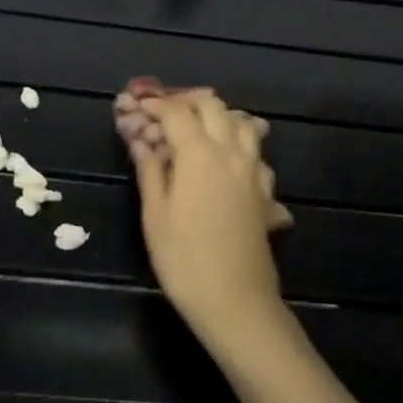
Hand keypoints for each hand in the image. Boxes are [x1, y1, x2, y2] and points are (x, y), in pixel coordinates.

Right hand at [131, 90, 285, 340]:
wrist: (236, 301)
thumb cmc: (184, 261)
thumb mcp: (155, 216)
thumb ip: (150, 171)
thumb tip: (141, 141)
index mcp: (199, 154)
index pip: (176, 112)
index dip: (154, 105)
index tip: (137, 108)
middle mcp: (231, 152)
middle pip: (213, 105)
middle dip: (186, 101)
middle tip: (164, 113)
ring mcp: (254, 170)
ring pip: (242, 122)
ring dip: (218, 116)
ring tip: (196, 129)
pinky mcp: (266, 191)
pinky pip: (256, 152)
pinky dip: (239, 144)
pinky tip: (226, 161)